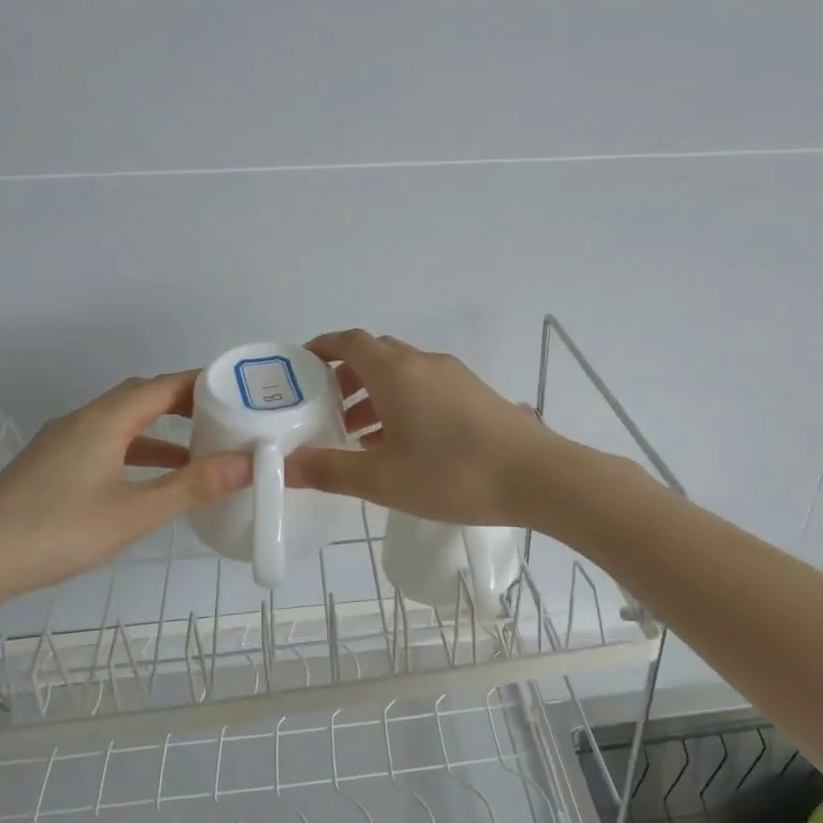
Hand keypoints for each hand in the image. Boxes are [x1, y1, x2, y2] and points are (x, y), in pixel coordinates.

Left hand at [0, 372, 249, 609]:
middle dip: (185, 403)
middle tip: (225, 419)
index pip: (163, 385)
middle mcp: (83, 421)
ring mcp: (62, 443)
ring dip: (161, 431)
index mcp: (104, 420)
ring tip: (198, 452)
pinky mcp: (51, 466)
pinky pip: (105, 443)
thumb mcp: (134, 513)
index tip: (240, 391)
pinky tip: (149, 481)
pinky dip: (136, 451)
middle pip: (141, 397)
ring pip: (122, 422)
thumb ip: (192, 487)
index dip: (202, 383)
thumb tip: (248, 463)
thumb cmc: (56, 532)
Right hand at [287, 330, 571, 526]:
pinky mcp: (475, 394)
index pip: (350, 342)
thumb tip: (284, 465)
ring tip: (358, 435)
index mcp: (396, 372)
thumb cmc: (453, 474)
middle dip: (345, 376)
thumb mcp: (383, 480)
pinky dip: (403, 403)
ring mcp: (454, 377)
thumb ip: (330, 470)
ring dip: (375, 394)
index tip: (299, 365)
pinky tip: (402, 444)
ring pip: (402, 373)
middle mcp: (424, 363)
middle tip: (325, 410)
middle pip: (376, 355)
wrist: (537, 477)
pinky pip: (426, 387)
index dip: (321, 348)